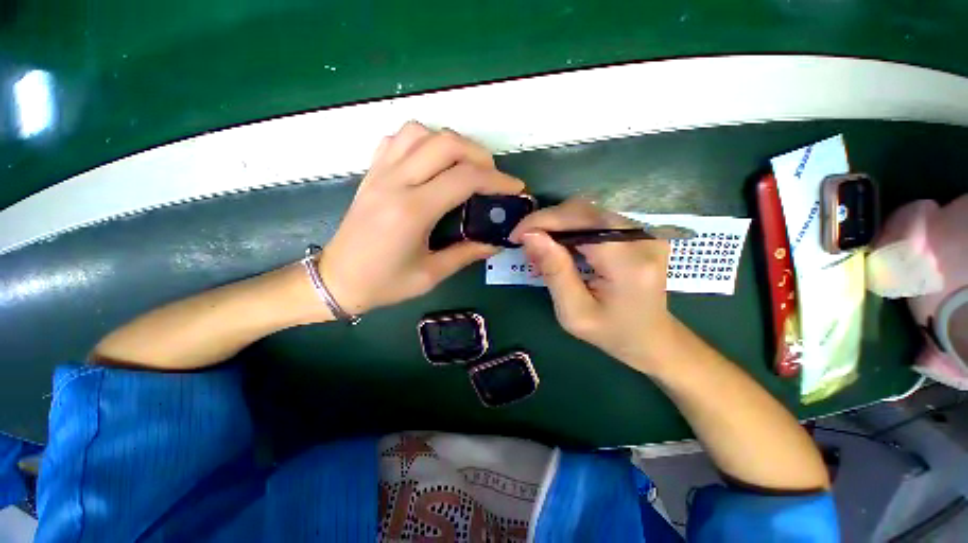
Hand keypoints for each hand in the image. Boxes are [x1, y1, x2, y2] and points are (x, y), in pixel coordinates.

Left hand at [321, 122, 525, 314]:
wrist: (336, 280)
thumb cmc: (383, 283)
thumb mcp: (430, 274)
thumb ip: (466, 254)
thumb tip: (496, 242)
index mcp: (412, 211)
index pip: (464, 178)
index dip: (497, 179)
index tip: (515, 188)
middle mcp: (396, 182)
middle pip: (445, 143)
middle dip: (479, 154)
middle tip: (492, 176)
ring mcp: (380, 173)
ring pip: (420, 132)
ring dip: (450, 143)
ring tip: (463, 167)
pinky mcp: (371, 173)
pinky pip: (398, 139)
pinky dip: (422, 141)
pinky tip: (430, 163)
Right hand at [510, 198, 673, 373]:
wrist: (652, 338)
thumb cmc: (611, 333)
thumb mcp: (574, 312)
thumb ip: (554, 271)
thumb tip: (530, 235)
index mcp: (628, 262)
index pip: (578, 221)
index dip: (541, 222)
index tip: (516, 236)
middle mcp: (642, 237)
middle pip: (582, 210)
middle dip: (547, 222)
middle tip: (526, 244)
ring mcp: (644, 232)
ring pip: (587, 211)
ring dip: (557, 225)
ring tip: (541, 248)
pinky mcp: (640, 232)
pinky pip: (596, 219)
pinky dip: (572, 228)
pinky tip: (561, 246)